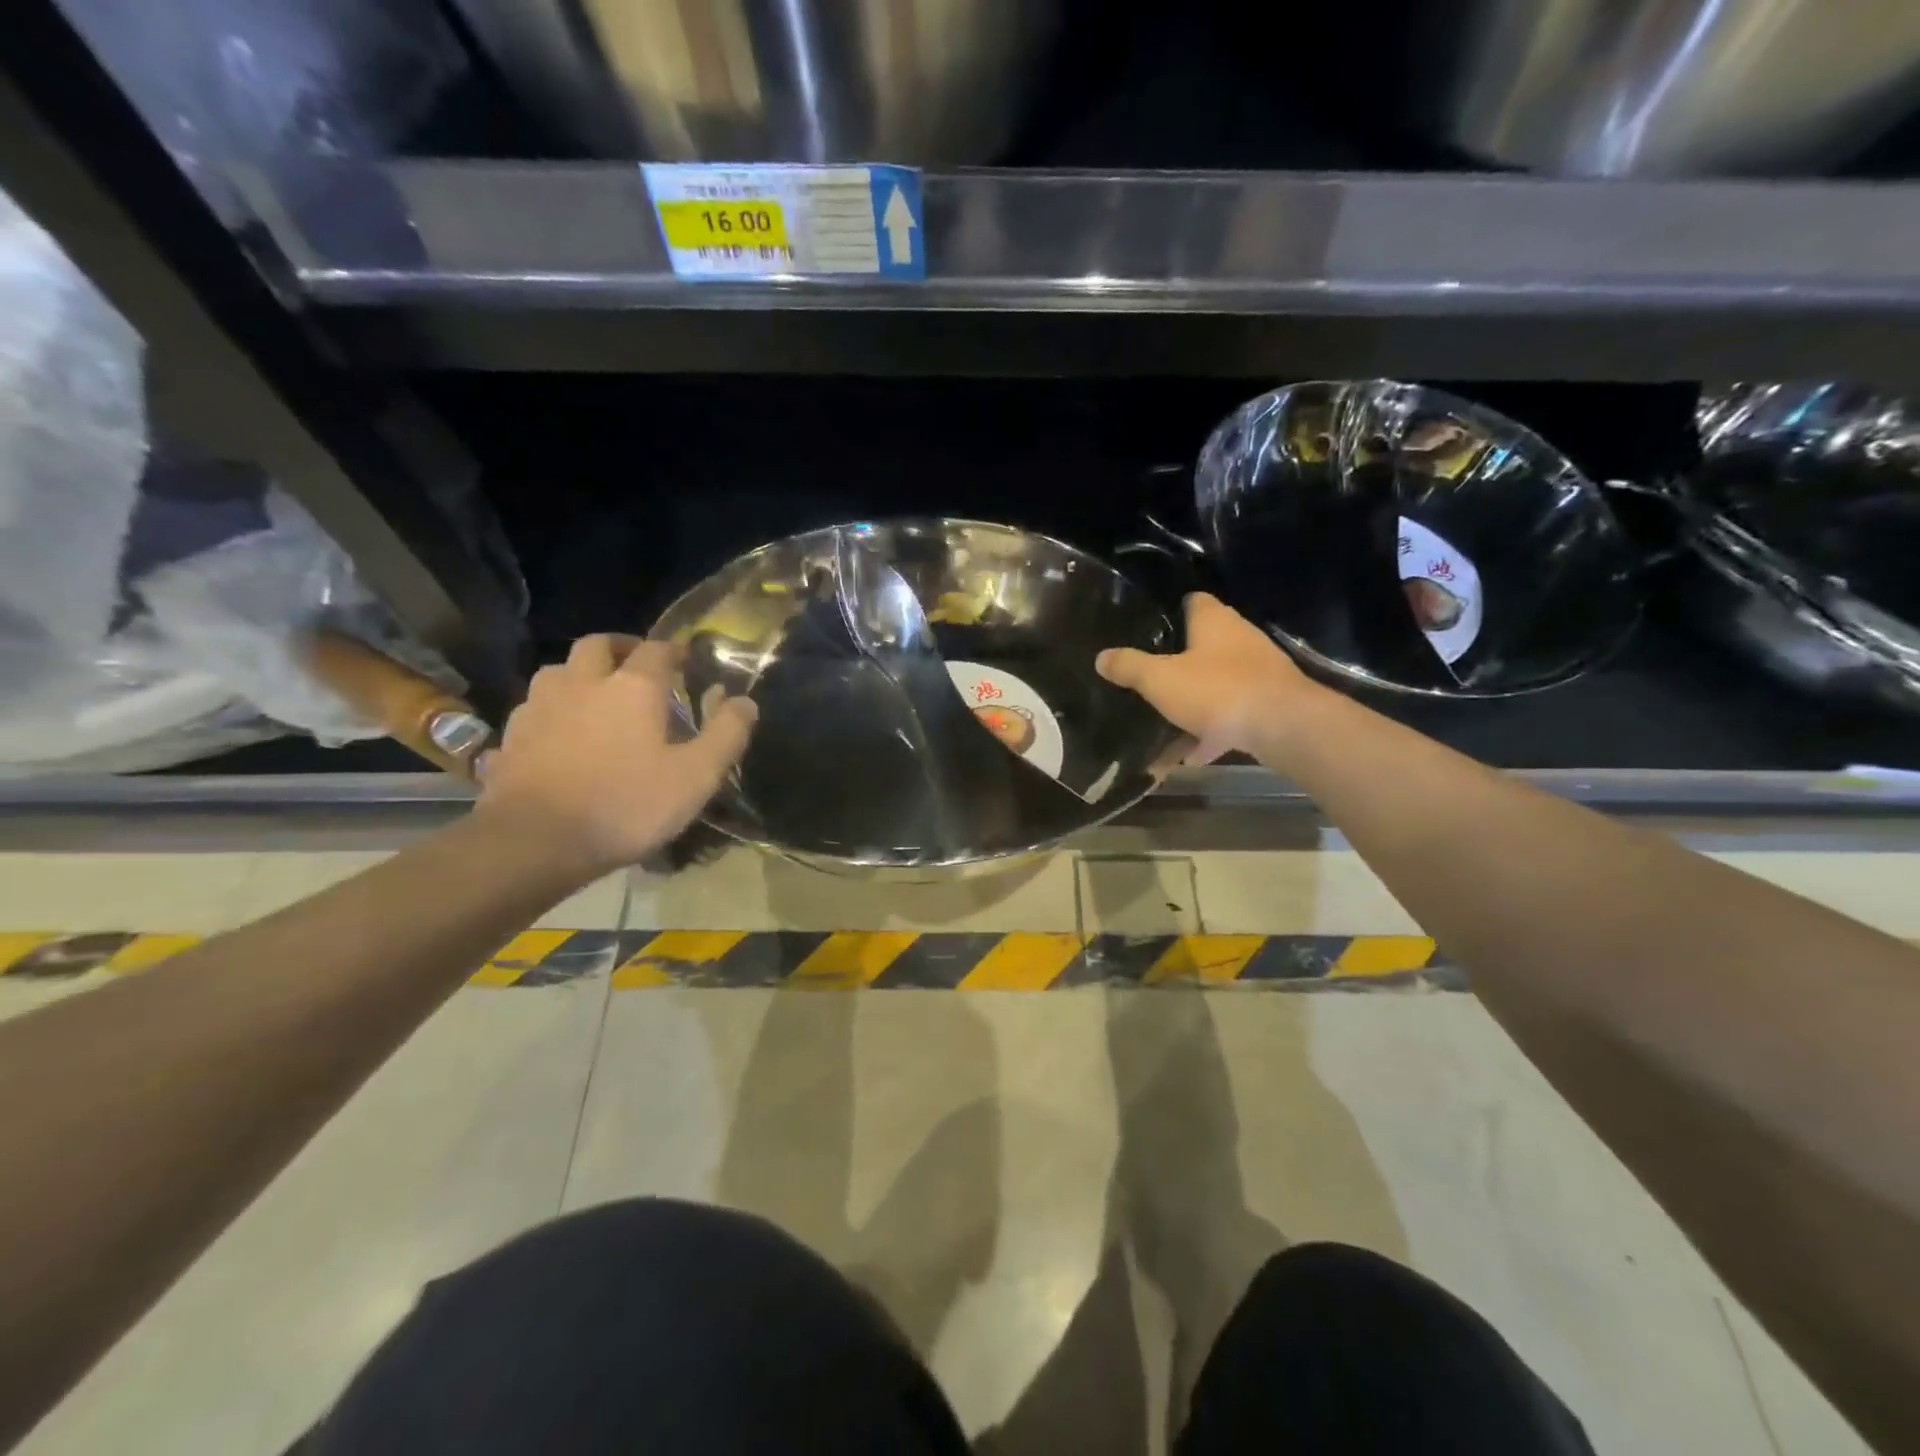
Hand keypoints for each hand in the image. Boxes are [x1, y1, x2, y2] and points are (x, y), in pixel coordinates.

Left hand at [477, 635, 755, 873]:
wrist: (534, 842)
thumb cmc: (626, 805)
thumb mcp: (696, 777)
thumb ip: (726, 735)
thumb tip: (746, 702)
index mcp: (632, 687)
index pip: (657, 649)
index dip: (675, 650)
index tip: (687, 660)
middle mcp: (583, 683)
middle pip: (598, 645)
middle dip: (621, 648)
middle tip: (638, 666)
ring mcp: (539, 708)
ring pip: (558, 672)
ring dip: (580, 675)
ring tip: (596, 698)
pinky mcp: (511, 737)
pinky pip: (533, 709)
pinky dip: (551, 711)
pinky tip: (559, 734)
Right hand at [1096, 593, 1321, 761]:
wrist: (1283, 727)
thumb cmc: (1217, 690)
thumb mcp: (1160, 679)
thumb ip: (1130, 667)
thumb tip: (1101, 657)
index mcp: (1213, 621)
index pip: (1191, 601)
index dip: (1169, 611)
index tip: (1146, 628)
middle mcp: (1239, 638)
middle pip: (1202, 644)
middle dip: (1176, 662)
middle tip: (1146, 678)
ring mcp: (1256, 671)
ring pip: (1214, 683)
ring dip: (1191, 703)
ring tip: (1160, 725)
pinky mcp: (1266, 703)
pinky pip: (1228, 714)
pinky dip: (1209, 732)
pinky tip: (1189, 755)